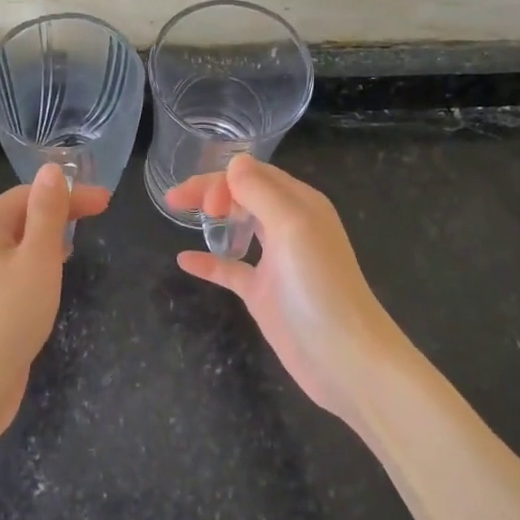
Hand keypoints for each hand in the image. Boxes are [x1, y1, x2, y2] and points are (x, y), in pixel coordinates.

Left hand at [0, 163, 110, 447]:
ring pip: (17, 245)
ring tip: (77, 243)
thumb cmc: (7, 314)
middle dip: (59, 212)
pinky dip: (36, 265)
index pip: (29, 193)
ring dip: (48, 238)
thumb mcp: (37, 257)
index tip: (107, 202)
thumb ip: (48, 212)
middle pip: (21, 216)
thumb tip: (52, 169)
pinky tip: (51, 279)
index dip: (69, 193)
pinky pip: (13, 271)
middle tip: (99, 218)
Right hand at [169, 155, 402, 428]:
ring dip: (212, 216)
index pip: (255, 175)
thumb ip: (261, 191)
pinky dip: (208, 262)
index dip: (224, 180)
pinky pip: (231, 269)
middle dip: (210, 191)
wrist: (344, 357)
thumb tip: (234, 162)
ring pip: (238, 226)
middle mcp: (289, 227)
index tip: (204, 204)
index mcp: (300, 204)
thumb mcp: (291, 226)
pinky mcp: (264, 293)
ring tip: (179, 213)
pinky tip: (184, 260)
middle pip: (244, 195)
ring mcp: (276, 261)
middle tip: (176, 201)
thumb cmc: (319, 286)